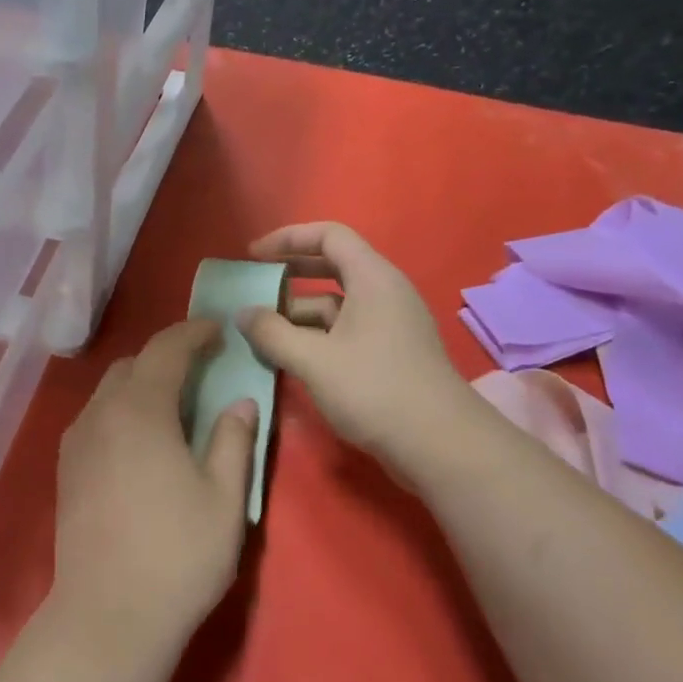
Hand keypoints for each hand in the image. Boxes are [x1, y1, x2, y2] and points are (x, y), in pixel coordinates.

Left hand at [50, 320, 257, 659]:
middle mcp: (100, 414)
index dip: (193, 333)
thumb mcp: (224, 498)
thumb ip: (234, 440)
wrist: (108, 615)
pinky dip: (121, 409)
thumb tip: (240, 402)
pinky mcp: (66, 468)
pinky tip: (141, 438)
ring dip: (141, 383)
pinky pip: (95, 417)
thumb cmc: (177, 555)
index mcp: (140, 410)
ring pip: (109, 391)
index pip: (165, 350)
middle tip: (201, 368)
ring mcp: (77, 441)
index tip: (218, 330)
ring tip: (173, 403)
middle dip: (166, 357)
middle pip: (132, 365)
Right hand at [239, 222, 474, 470]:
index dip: (288, 238)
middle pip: (332, 266)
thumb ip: (272, 333)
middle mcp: (384, 292)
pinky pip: (344, 329)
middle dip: (289, 274)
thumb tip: (242, 314)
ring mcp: (389, 324)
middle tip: (254, 286)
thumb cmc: (375, 389)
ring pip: (335, 303)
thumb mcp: (313, 360)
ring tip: (260, 330)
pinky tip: (288, 356)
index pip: (329, 235)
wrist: (440, 446)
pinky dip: (314, 335)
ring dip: (297, 312)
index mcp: (373, 278)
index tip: (253, 254)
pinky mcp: (388, 353)